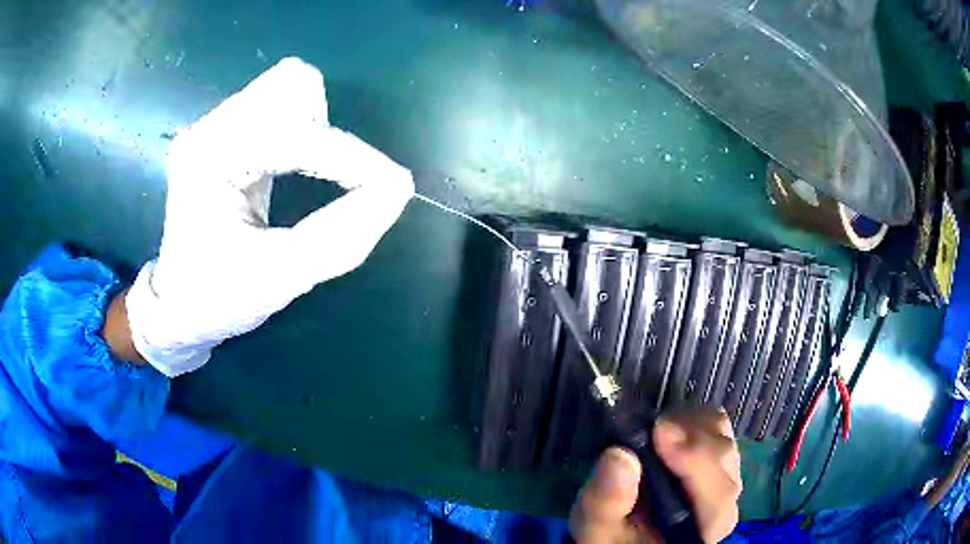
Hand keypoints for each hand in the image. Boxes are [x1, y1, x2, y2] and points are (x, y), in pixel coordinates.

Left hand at [125, 57, 413, 376]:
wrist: (179, 305)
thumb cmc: (218, 298)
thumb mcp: (280, 278)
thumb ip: (342, 236)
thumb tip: (396, 189)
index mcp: (209, 160)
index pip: (294, 134)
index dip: (349, 158)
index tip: (390, 189)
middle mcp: (209, 129)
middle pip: (291, 85)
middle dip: (326, 131)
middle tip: (332, 179)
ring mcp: (214, 126)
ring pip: (288, 88)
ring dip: (316, 126)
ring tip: (310, 172)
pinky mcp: (225, 133)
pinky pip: (280, 106)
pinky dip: (305, 131)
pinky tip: (296, 166)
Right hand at [570, 410, 741, 542]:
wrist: (624, 533)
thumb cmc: (613, 538)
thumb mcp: (597, 529)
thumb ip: (606, 502)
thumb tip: (619, 455)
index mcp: (702, 529)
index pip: (717, 497)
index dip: (697, 463)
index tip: (660, 434)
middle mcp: (723, 501)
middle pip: (724, 459)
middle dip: (689, 439)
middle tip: (650, 429)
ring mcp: (723, 475)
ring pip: (722, 435)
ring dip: (689, 426)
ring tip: (653, 433)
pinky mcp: (715, 456)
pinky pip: (715, 425)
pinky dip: (690, 419)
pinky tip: (664, 431)